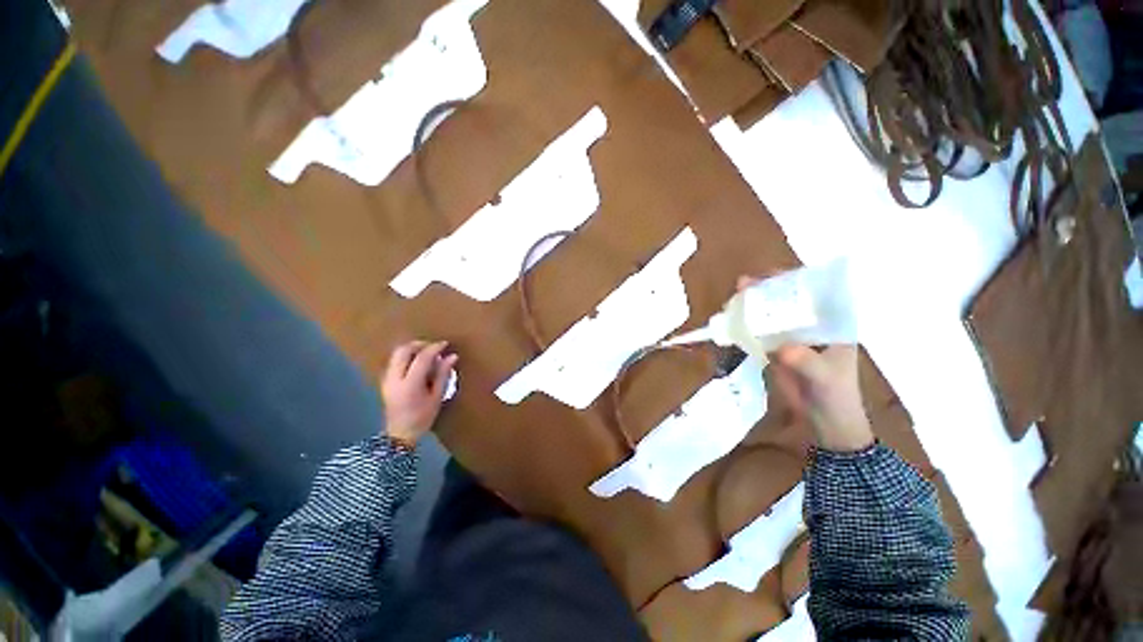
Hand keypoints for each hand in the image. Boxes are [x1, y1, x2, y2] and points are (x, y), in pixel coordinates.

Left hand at [381, 340, 458, 445]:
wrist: (399, 434)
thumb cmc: (422, 418)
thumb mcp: (437, 397)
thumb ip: (443, 374)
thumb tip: (452, 356)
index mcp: (410, 384)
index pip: (421, 358)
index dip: (434, 348)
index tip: (445, 344)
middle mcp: (394, 379)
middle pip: (403, 351)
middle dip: (419, 344)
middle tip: (434, 347)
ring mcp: (387, 379)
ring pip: (396, 354)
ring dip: (412, 349)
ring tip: (427, 354)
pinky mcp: (385, 380)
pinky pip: (394, 361)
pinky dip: (406, 356)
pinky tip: (417, 363)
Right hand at [736, 275, 871, 451]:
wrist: (824, 422)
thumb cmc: (836, 395)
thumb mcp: (825, 377)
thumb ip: (807, 361)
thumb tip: (782, 348)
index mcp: (832, 325)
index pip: (816, 294)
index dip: (796, 280)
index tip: (774, 274)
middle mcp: (810, 326)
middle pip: (787, 302)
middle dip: (766, 291)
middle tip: (744, 284)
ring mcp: (791, 338)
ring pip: (770, 316)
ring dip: (752, 307)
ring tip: (733, 298)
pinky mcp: (775, 350)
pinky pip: (758, 334)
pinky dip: (745, 326)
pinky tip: (731, 320)